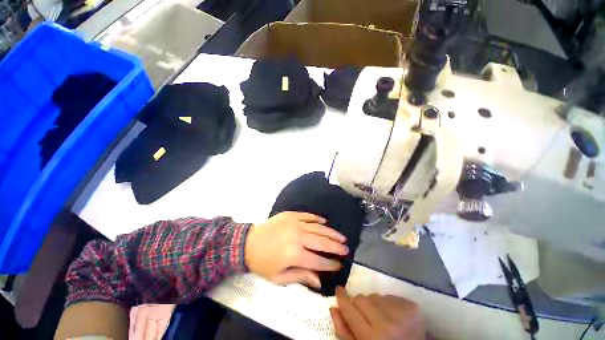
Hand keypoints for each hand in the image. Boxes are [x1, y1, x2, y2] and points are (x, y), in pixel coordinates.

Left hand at [245, 211, 347, 287]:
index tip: (339, 265)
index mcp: (294, 254)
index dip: (330, 264)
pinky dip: (318, 219)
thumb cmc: (262, 262)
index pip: (318, 261)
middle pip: (322, 242)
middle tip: (346, 249)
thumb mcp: (278, 277)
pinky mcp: (291, 215)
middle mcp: (298, 237)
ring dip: (331, 233)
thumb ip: (300, 277)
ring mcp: (295, 223)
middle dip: (336, 247)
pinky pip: (308, 216)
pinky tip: (325, 222)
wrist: (247, 242)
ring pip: (318, 227)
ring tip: (341, 237)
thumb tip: (319, 282)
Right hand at [330, 287, 425, 339]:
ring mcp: (401, 313)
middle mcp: (386, 322)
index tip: (339, 290)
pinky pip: (389, 296)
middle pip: (361, 298)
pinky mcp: (412, 307)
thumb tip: (334, 307)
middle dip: (358, 304)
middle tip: (363, 315)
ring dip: (373, 304)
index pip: (349, 308)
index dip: (342, 297)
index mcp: (372, 337)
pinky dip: (387, 303)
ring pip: (374, 295)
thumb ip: (344, 332)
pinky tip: (393, 316)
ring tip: (380, 318)